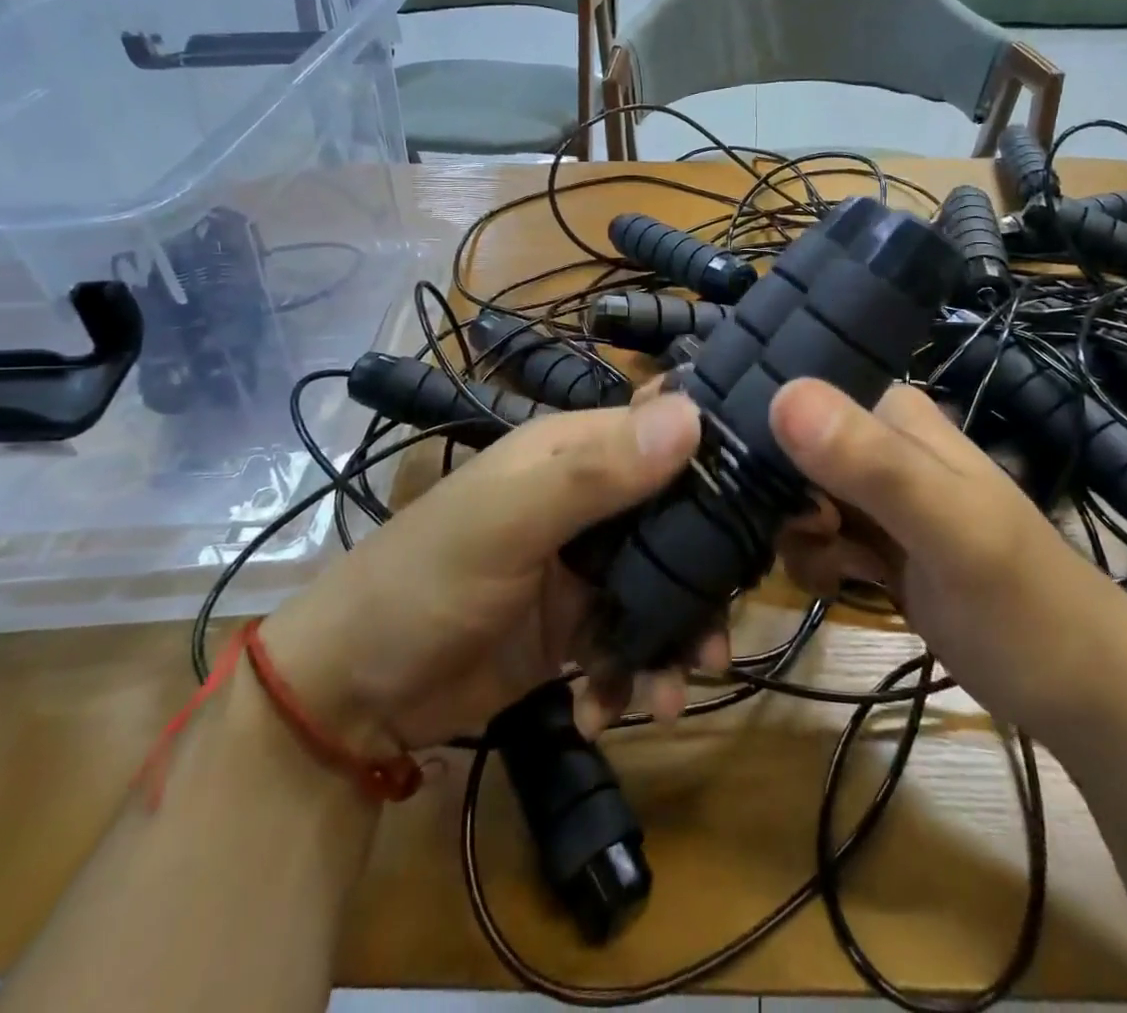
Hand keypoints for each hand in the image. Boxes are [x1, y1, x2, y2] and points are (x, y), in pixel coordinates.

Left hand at [258, 392, 719, 750]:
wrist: (351, 695)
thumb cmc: (423, 582)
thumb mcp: (505, 521)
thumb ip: (595, 472)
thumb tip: (692, 415)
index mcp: (576, 452)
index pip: (668, 433)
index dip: (719, 457)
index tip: (775, 503)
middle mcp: (591, 501)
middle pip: (678, 521)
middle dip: (704, 579)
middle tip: (718, 637)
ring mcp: (585, 568)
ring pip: (664, 589)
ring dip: (674, 641)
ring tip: (668, 694)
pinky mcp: (577, 628)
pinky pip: (632, 642)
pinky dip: (630, 678)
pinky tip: (604, 712)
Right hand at [769, 379, 1126, 737]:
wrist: (1083, 693)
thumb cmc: (1022, 604)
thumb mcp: (950, 530)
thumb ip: (872, 464)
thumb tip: (782, 394)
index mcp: (894, 413)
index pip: (799, 404)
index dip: (775, 452)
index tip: (797, 508)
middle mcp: (881, 442)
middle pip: (791, 456)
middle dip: (791, 507)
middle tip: (830, 545)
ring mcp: (879, 495)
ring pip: (799, 499)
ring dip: (804, 542)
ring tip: (843, 575)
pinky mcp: (878, 540)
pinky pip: (817, 536)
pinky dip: (819, 562)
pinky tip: (844, 586)